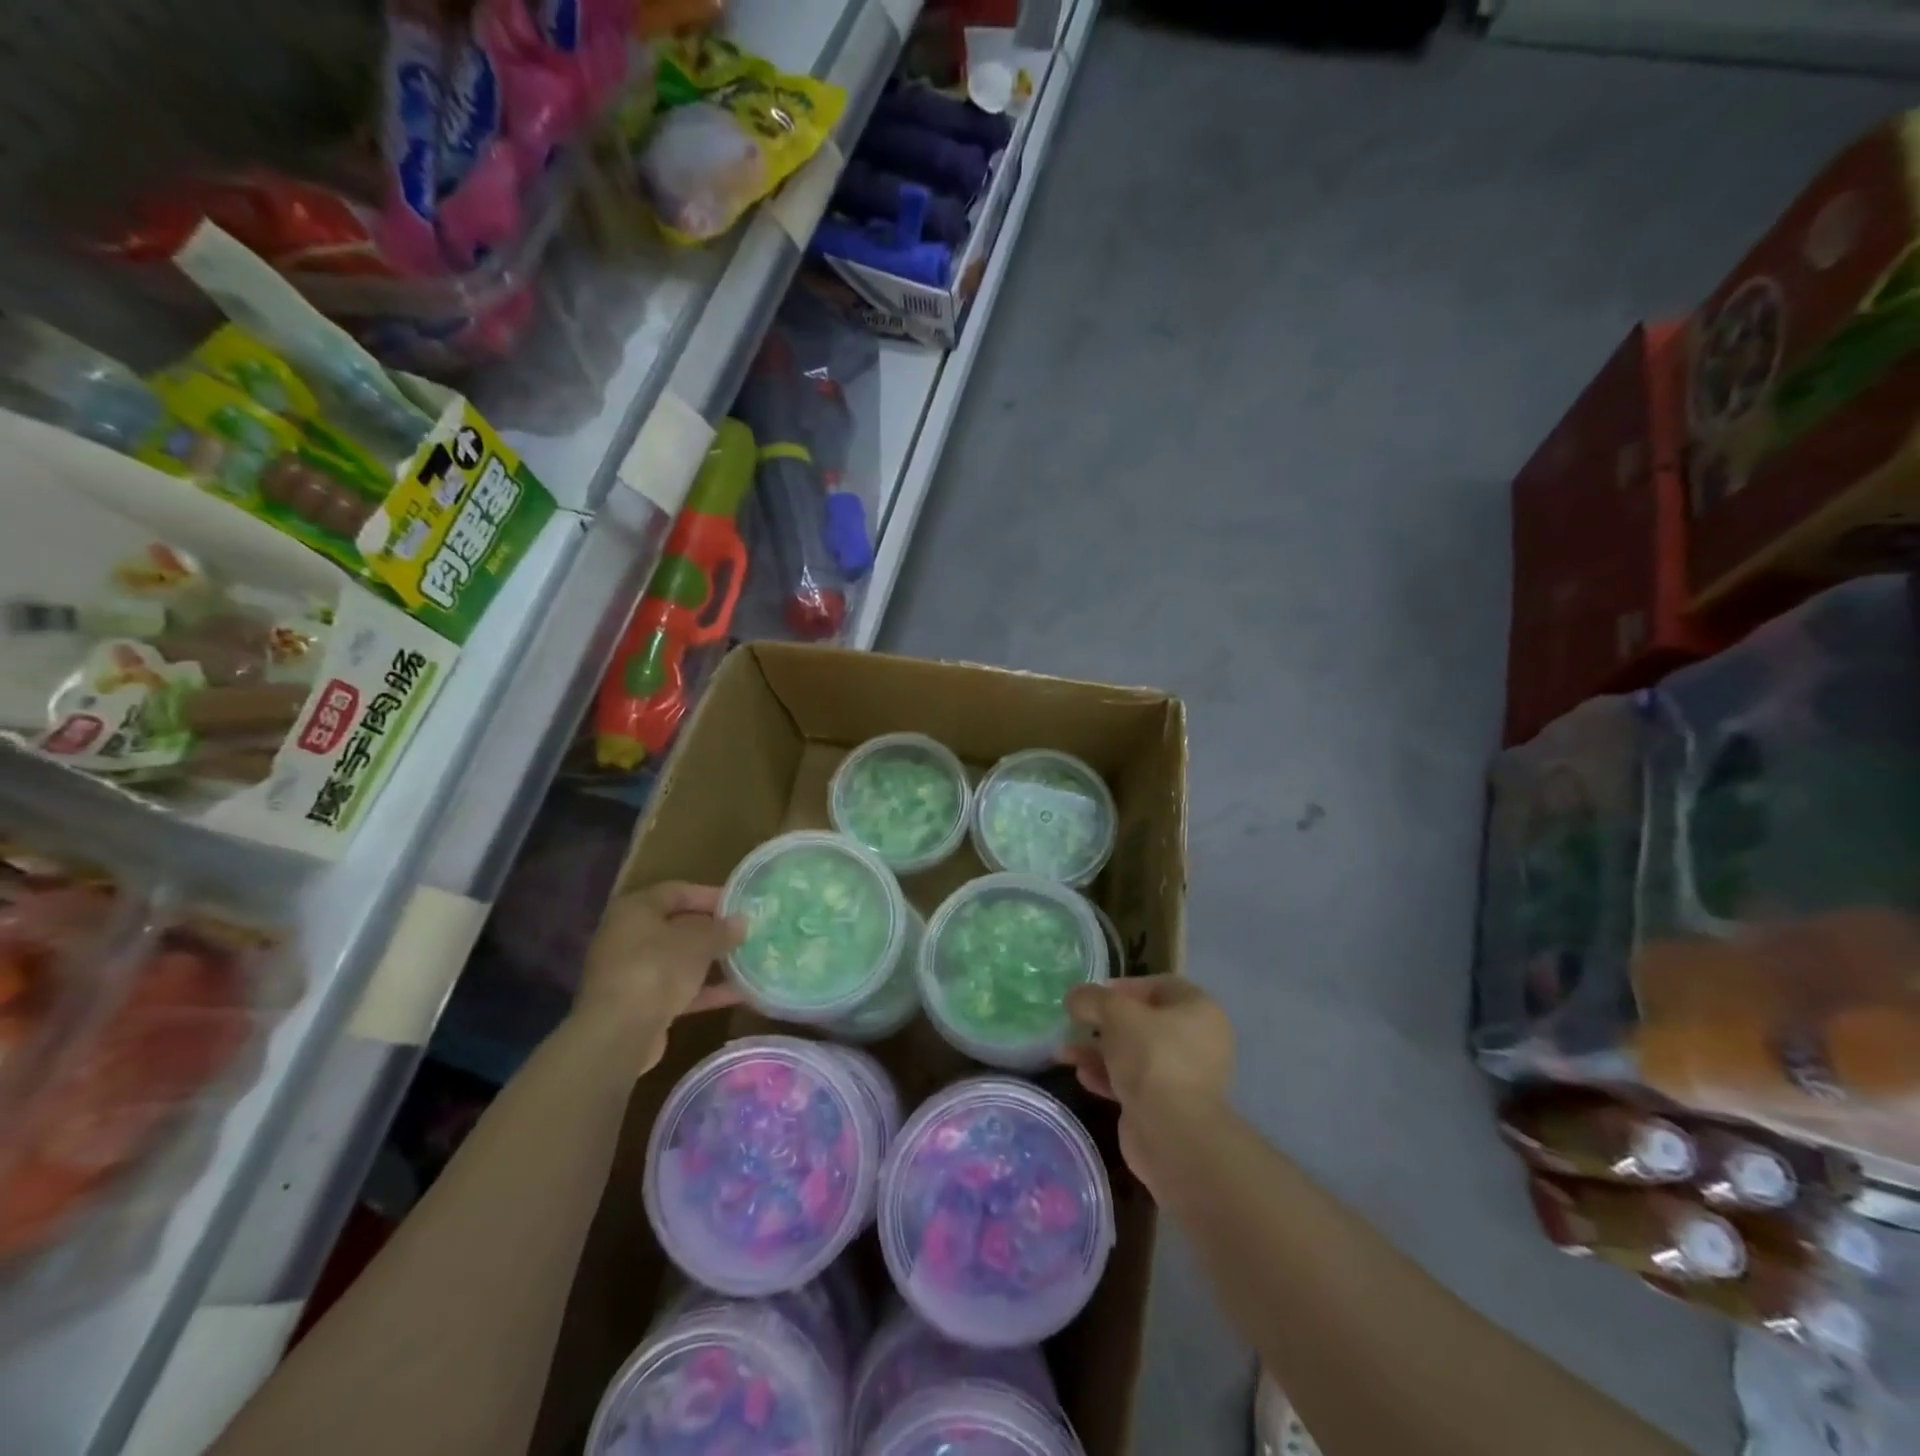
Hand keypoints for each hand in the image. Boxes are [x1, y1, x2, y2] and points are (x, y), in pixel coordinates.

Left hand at [572, 882, 743, 1070]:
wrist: (619, 1033)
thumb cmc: (657, 968)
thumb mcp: (698, 943)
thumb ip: (722, 930)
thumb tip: (741, 922)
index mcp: (635, 909)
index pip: (677, 891)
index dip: (709, 895)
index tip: (739, 904)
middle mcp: (627, 936)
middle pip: (676, 926)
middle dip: (712, 931)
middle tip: (745, 932)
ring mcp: (630, 972)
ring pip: (677, 960)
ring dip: (710, 962)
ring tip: (746, 960)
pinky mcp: (637, 1004)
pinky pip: (675, 989)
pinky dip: (703, 989)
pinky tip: (737, 993)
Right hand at [1060, 977, 1232, 1192]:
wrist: (1172, 1133)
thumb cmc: (1151, 1057)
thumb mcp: (1115, 1013)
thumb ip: (1092, 998)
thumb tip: (1076, 998)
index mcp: (1199, 1009)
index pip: (1158, 986)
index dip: (1122, 987)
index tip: (1092, 996)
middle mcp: (1198, 1040)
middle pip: (1144, 1021)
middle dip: (1104, 1023)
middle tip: (1076, 1024)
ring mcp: (1185, 1076)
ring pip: (1135, 1053)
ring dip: (1099, 1051)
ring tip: (1065, 1053)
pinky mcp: (1168, 1106)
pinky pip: (1135, 1082)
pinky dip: (1108, 1076)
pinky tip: (1082, 1077)